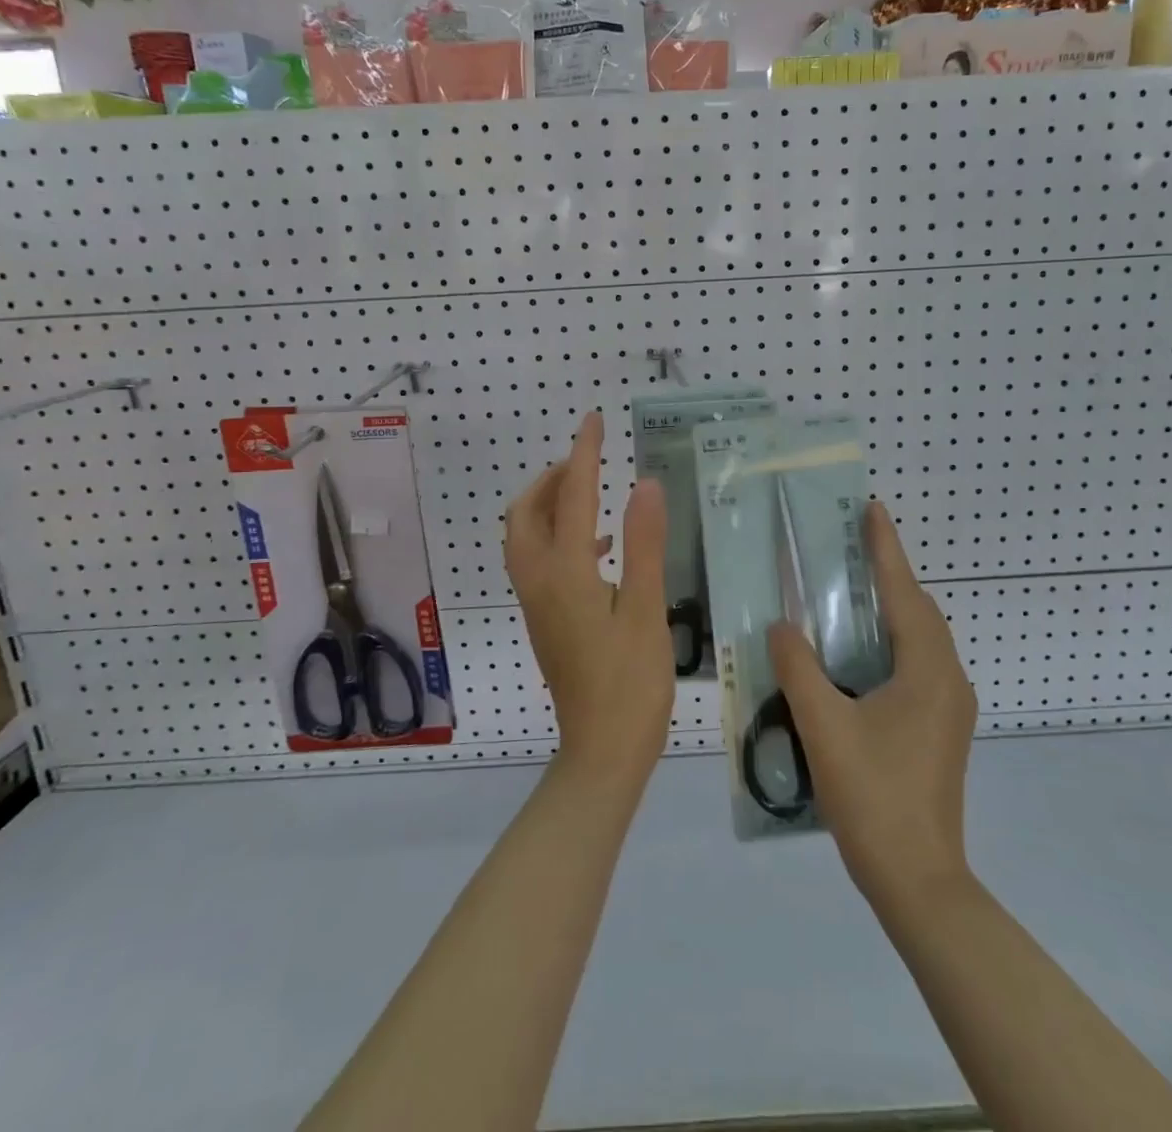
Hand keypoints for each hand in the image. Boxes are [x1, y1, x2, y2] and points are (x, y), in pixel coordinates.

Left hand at [504, 410, 672, 780]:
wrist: (602, 751)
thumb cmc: (631, 682)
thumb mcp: (646, 609)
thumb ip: (644, 543)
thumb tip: (643, 483)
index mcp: (565, 573)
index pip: (572, 497)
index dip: (584, 454)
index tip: (593, 420)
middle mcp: (539, 581)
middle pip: (525, 513)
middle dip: (550, 479)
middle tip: (585, 462)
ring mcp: (537, 602)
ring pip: (525, 537)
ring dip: (549, 506)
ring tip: (591, 494)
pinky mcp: (544, 619)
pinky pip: (537, 560)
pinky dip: (558, 536)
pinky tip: (600, 548)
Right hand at [768, 500, 976, 904]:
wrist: (918, 880)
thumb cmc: (873, 797)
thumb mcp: (824, 727)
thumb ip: (798, 669)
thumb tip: (780, 626)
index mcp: (928, 672)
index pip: (906, 593)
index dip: (887, 549)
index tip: (872, 510)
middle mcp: (949, 680)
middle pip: (920, 612)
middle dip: (889, 575)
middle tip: (850, 549)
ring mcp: (949, 707)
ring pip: (921, 640)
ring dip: (891, 610)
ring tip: (850, 592)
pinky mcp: (941, 729)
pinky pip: (918, 664)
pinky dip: (892, 642)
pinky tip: (856, 654)